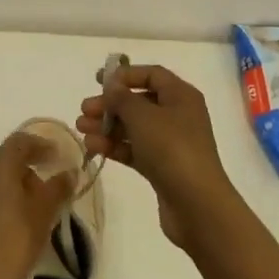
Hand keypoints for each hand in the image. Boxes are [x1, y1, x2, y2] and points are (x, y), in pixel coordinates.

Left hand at [0, 132, 71, 278]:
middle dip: (25, 167)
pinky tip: (7, 224)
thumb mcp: (45, 211)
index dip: (40, 145)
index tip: (56, 156)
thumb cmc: (18, 237)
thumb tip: (69, 173)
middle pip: (2, 161)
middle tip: (44, 184)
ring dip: (9, 187)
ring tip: (28, 206)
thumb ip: (58, 187)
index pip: (19, 142)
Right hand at [76, 64, 239, 249]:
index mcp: (181, 96)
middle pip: (139, 102)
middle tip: (84, 111)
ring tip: (81, 131)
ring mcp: (171, 142)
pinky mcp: (162, 166)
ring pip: (134, 127)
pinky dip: (115, 146)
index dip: (125, 75)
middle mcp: (178, 115)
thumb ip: (122, 98)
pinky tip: (94, 147)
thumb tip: (112, 83)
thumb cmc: (172, 149)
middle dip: (110, 105)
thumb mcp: (143, 117)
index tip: (98, 80)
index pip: (152, 75)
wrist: (196, 203)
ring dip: (107, 126)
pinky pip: (135, 149)